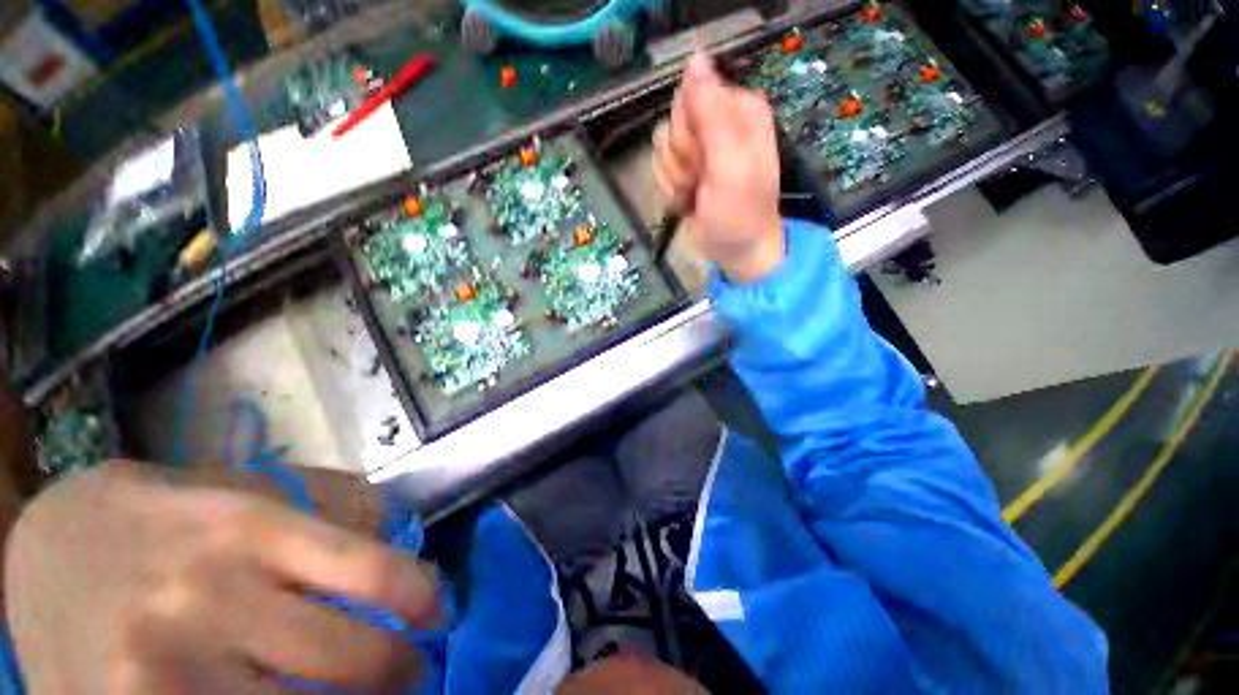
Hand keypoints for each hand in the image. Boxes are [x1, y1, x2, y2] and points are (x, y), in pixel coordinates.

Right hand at [5, 460, 438, 692]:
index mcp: (255, 529)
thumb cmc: (176, 519)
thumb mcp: (259, 492)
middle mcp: (208, 598)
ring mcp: (163, 667)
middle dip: (398, 672)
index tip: (439, 614)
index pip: (373, 572)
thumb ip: (339, 512)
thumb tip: (405, 544)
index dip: (422, 599)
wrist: (55, 539)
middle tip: (412, 673)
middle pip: (348, 659)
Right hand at [652, 52, 784, 283]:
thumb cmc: (740, 214)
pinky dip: (671, 190)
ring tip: (696, 195)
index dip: (689, 133)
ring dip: (675, 179)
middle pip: (673, 122)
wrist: (735, 251)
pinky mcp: (686, 168)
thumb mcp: (731, 166)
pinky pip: (660, 168)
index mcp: (739, 109)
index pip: (690, 96)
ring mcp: (700, 147)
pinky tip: (688, 201)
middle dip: (681, 159)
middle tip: (701, 181)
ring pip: (661, 148)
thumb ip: (712, 115)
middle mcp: (718, 121)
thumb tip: (694, 58)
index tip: (703, 161)